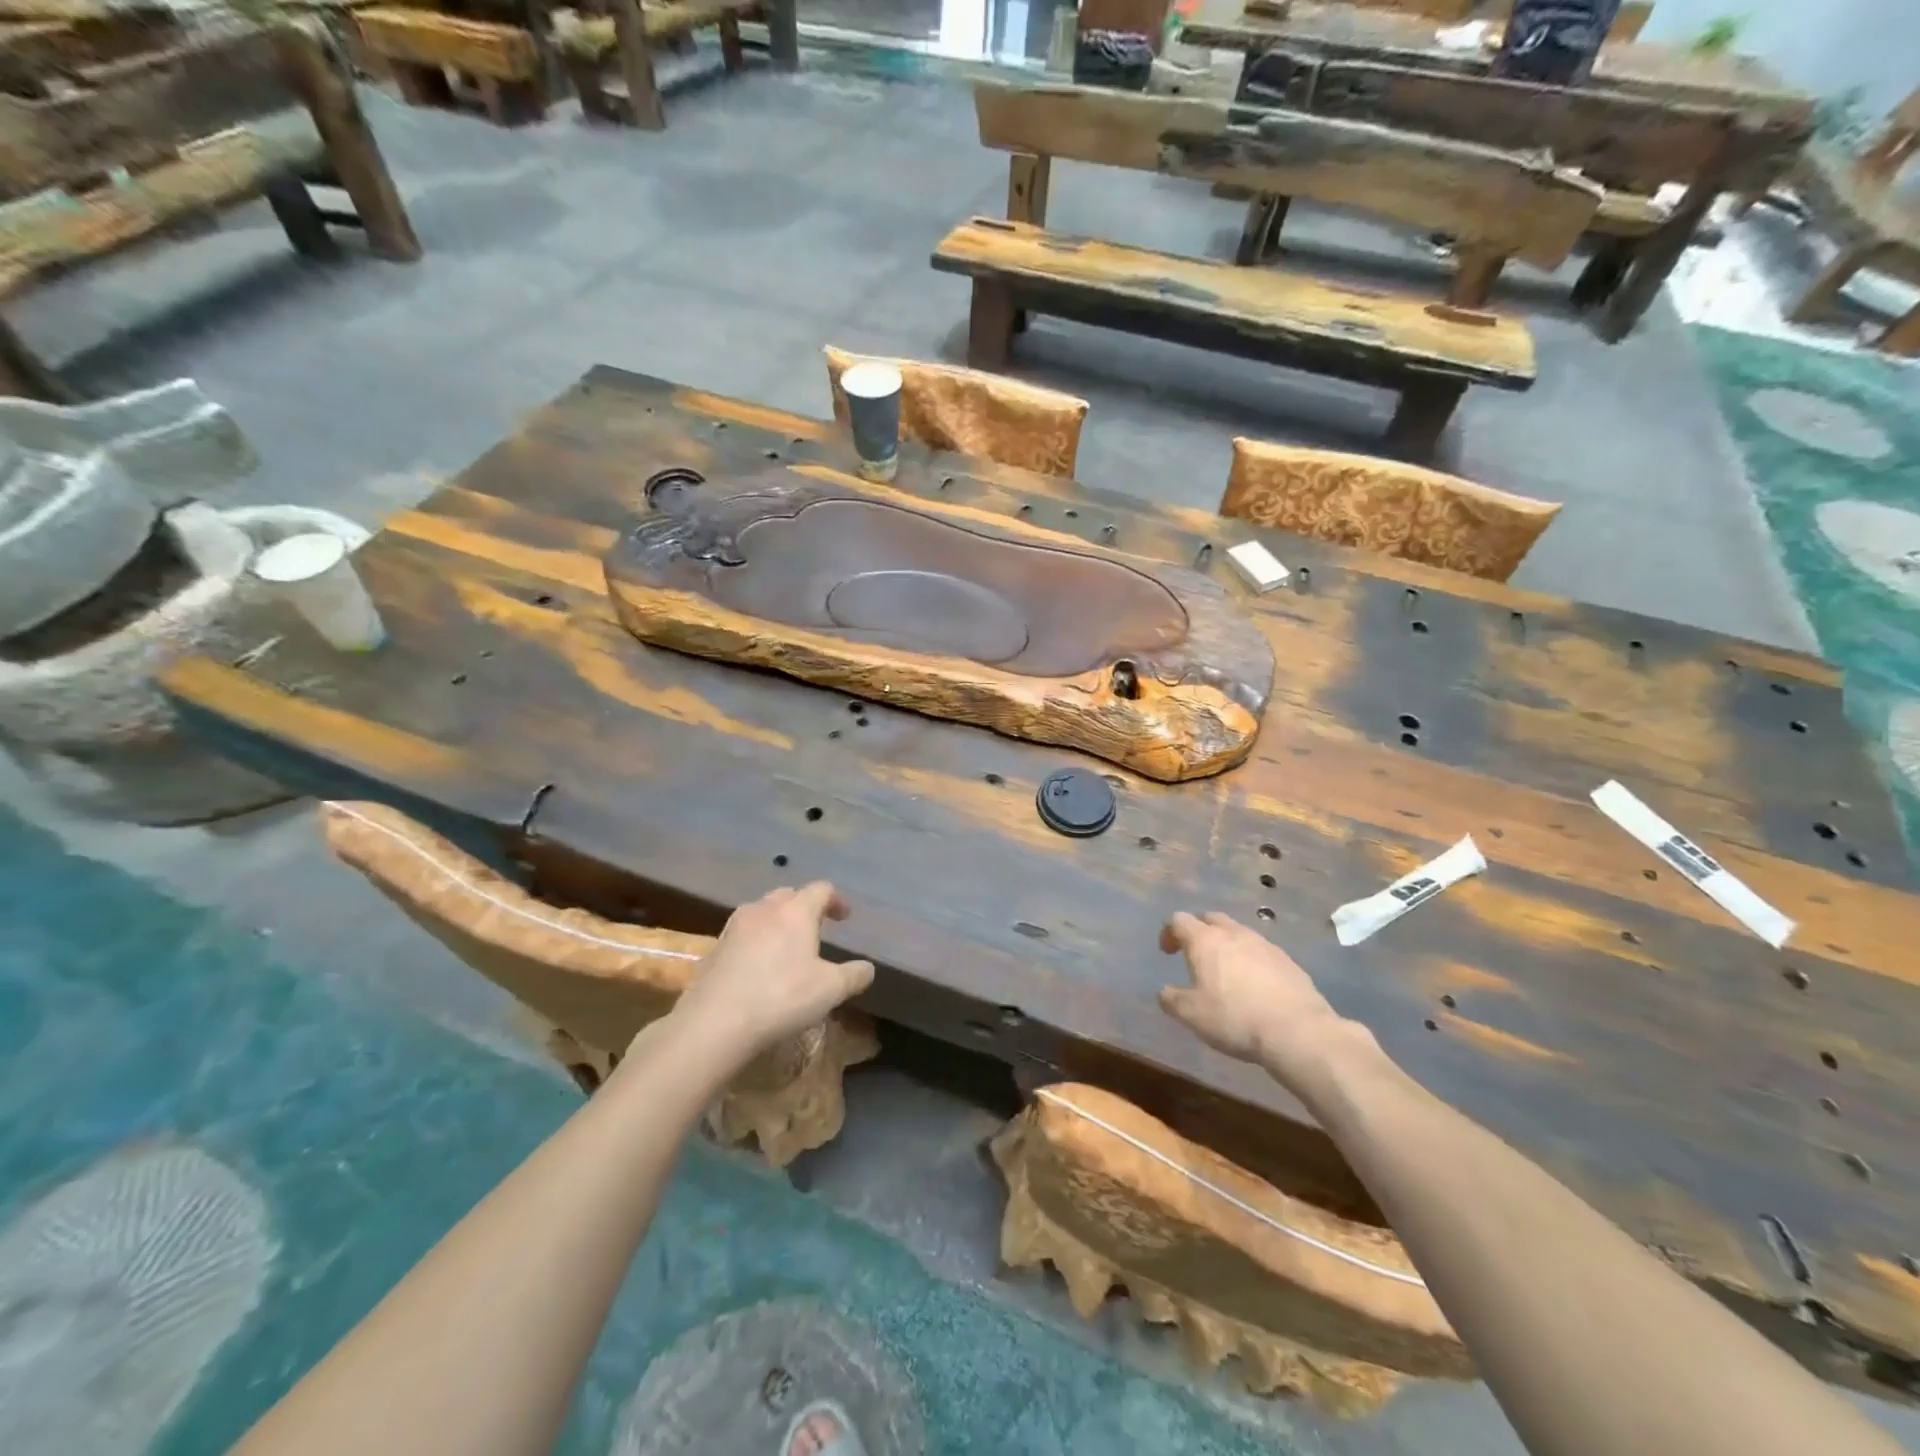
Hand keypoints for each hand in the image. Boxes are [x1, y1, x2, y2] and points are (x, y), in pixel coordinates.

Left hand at [671, 883, 873, 1063]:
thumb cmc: (781, 997)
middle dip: (805, 907)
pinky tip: (759, 966)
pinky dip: (757, 940)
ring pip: (763, 911)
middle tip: (816, 929)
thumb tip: (867, 968)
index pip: (821, 889)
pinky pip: (744, 933)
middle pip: (789, 895)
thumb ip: (854, 975)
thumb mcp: (830, 990)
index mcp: (796, 911)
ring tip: (787, 946)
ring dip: (778, 922)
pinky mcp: (715, 947)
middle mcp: (764, 909)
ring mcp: (735, 926)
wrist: (714, 1022)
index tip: (844, 917)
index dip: (836, 900)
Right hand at [1159, 912, 1371, 1094]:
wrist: (1297, 1031)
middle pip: (1210, 918)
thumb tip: (1165, 991)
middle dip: (1198, 931)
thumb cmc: (1234, 1018)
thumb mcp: (1191, 1015)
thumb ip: (1171, 999)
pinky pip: (1260, 951)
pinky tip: (1254, 985)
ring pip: (1238, 932)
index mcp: (1205, 940)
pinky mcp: (1287, 961)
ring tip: (1225, 970)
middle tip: (1194, 954)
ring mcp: (1264, 944)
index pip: (1179, 920)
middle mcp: (1234, 934)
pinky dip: (1250, 959)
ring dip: (1226, 944)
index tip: (1167, 953)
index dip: (1168, 932)